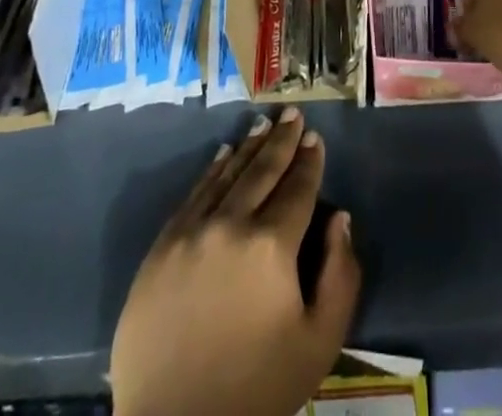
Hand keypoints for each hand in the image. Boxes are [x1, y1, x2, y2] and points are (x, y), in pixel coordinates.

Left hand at [111, 108, 360, 415]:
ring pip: (227, 175)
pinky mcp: (162, 247)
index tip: (315, 137)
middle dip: (281, 140)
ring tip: (263, 125)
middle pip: (262, 171)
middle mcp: (230, 224)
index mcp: (271, 246)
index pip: (297, 189)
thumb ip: (340, 277)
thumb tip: (340, 219)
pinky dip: (212, 171)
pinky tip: (223, 155)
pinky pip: (193, 195)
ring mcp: (191, 232)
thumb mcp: (318, 345)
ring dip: (249, 148)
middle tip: (292, 113)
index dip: (309, 161)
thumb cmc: (255, 391)